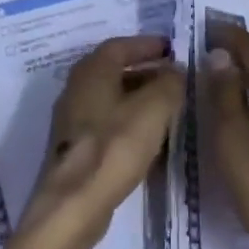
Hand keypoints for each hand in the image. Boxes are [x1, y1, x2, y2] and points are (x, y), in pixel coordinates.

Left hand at [18, 36, 185, 248]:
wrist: (74, 204)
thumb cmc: (114, 146)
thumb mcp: (154, 108)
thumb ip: (169, 83)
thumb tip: (176, 71)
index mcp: (92, 70)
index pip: (121, 45)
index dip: (147, 45)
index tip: (172, 50)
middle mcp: (77, 87)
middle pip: (114, 70)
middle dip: (145, 71)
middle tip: (174, 78)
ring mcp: (73, 119)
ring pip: (111, 98)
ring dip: (138, 98)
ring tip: (168, 108)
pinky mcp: (75, 147)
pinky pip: (107, 123)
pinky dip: (128, 121)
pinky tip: (149, 138)